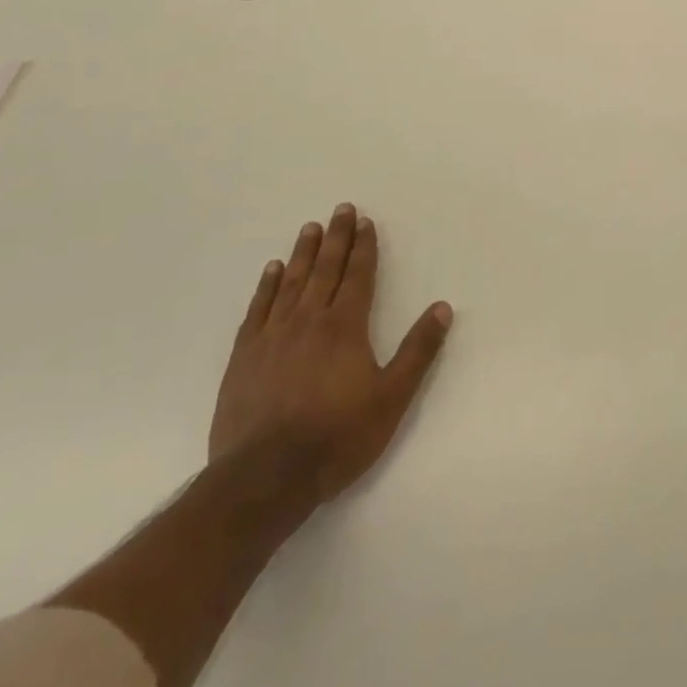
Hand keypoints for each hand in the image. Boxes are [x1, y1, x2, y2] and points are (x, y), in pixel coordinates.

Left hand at [209, 205, 452, 507]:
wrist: (264, 477)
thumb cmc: (337, 436)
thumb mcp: (392, 397)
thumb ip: (418, 350)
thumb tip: (442, 307)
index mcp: (345, 327)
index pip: (358, 275)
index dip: (364, 247)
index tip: (365, 221)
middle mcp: (309, 320)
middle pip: (325, 269)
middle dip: (336, 238)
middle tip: (341, 209)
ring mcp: (272, 336)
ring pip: (291, 283)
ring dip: (303, 253)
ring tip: (310, 228)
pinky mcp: (244, 357)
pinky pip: (258, 309)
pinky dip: (266, 286)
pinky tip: (271, 271)